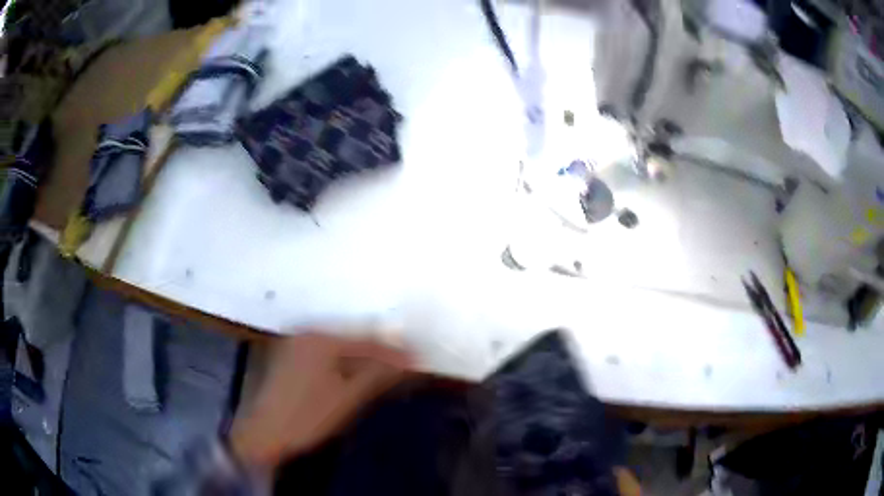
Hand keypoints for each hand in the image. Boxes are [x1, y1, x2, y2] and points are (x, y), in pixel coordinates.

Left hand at [230, 332, 411, 470]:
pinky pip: (326, 352)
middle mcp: (308, 333)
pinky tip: (354, 373)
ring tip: (384, 371)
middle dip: (379, 352)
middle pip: (353, 338)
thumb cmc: (307, 417)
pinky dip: (344, 361)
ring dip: (362, 357)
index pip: (368, 341)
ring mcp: (296, 342)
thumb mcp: (347, 399)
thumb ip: (378, 375)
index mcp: (321, 339)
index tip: (418, 359)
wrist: (265, 433)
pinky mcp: (291, 354)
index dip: (395, 351)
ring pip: (340, 345)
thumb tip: (409, 359)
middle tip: (403, 366)